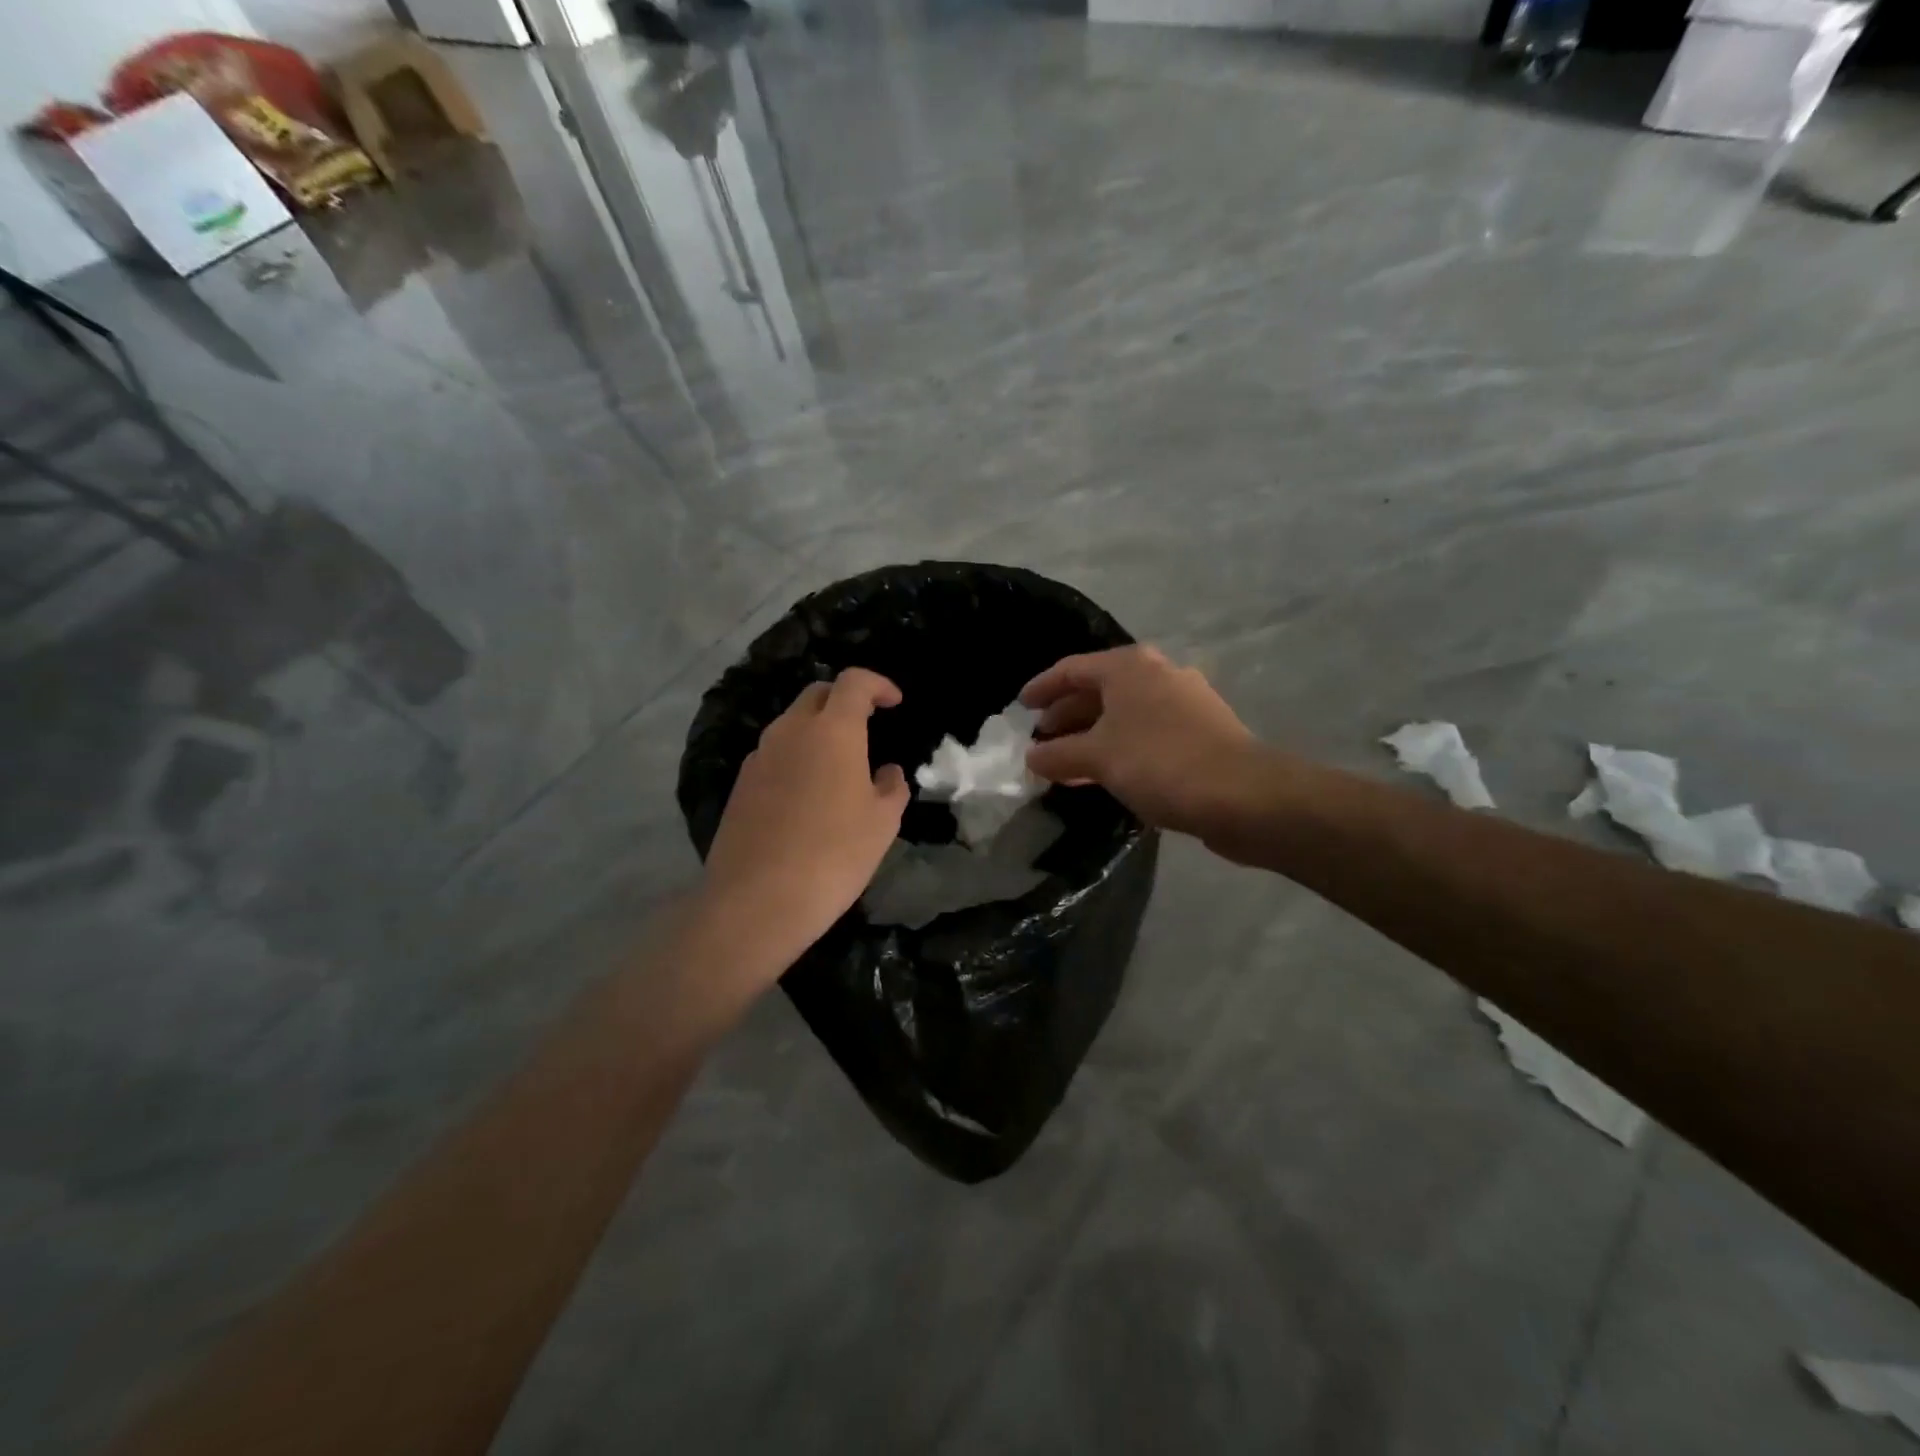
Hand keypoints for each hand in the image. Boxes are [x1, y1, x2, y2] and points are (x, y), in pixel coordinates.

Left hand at [699, 669, 908, 982]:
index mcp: (832, 731)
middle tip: (867, 726)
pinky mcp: (740, 785)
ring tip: (839, 765)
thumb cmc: (834, 855)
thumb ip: (891, 787)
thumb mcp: (882, 823)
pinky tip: (807, 795)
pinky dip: (796, 757)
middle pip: (817, 694)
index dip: (878, 684)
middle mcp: (790, 731)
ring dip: (817, 730)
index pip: (853, 682)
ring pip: (791, 724)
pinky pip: (774, 755)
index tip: (894, 702)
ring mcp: (759, 757)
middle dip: (845, 700)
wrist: (757, 901)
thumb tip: (887, 771)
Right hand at [1021, 646, 1258, 839]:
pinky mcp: (1201, 730)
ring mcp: (1184, 701)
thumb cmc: (1160, 762)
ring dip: (1092, 734)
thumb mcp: (1097, 758)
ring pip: (1123, 713)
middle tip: (1041, 739)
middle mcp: (1158, 673)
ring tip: (1067, 761)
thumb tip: (1032, 756)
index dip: (1042, 688)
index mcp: (1129, 666)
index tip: (1021, 707)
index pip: (1071, 669)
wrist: (1243, 795)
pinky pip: (1146, 731)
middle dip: (1067, 714)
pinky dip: (1120, 746)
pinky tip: (1107, 773)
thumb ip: (1058, 754)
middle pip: (1099, 689)